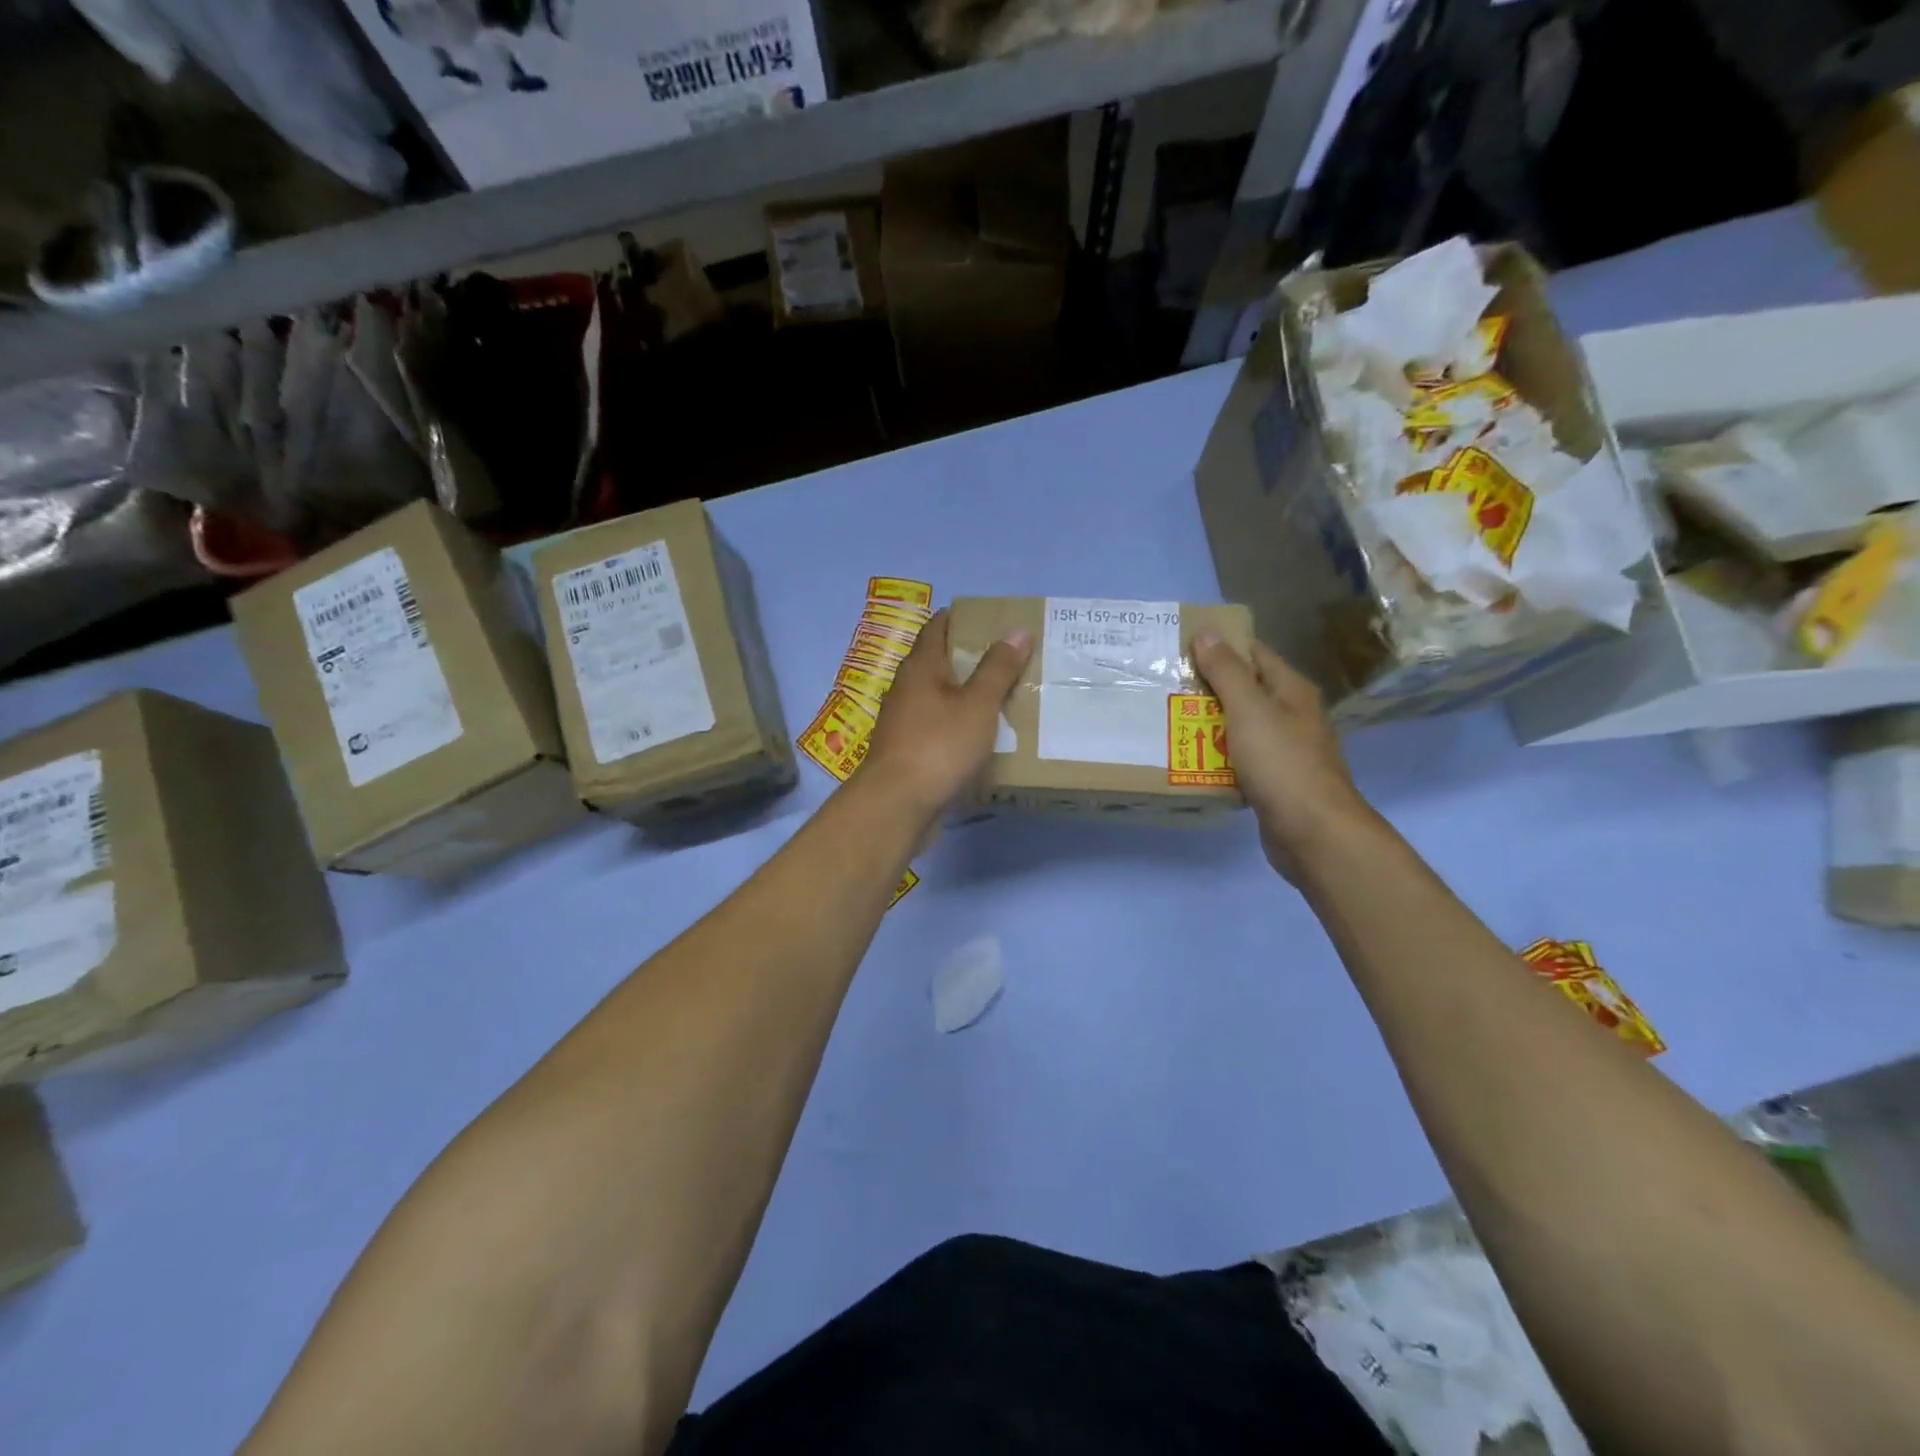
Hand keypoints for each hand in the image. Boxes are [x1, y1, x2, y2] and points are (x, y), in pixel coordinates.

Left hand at [861, 609, 1031, 817]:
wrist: (898, 803)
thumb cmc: (939, 745)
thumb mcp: (977, 704)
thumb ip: (998, 668)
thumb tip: (1016, 630)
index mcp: (921, 666)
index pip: (938, 627)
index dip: (963, 618)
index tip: (993, 621)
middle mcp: (907, 688)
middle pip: (939, 662)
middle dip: (970, 658)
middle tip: (1009, 659)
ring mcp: (904, 721)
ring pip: (939, 697)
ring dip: (965, 694)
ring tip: (1002, 696)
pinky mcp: (908, 749)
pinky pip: (938, 726)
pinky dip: (958, 723)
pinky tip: (981, 735)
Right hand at [1191, 632, 1374, 882]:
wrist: (1313, 833)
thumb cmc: (1282, 764)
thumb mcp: (1249, 710)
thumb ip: (1227, 671)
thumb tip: (1207, 632)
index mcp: (1290, 690)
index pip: (1253, 653)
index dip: (1219, 646)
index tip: (1179, 647)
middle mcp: (1291, 715)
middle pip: (1243, 691)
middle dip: (1205, 688)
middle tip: (1163, 687)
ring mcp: (1283, 750)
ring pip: (1238, 728)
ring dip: (1207, 726)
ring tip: (1166, 721)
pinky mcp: (1273, 781)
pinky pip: (1238, 761)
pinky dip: (1215, 758)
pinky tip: (1189, 761)